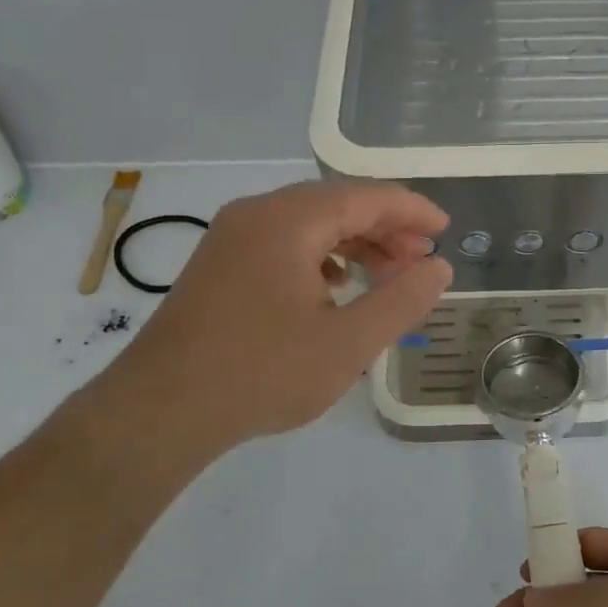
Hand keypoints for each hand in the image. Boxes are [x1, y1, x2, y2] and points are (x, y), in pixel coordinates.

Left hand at [94, 181, 450, 453]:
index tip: (445, 229)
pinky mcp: (219, 265)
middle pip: (335, 204)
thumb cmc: (263, 373)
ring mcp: (231, 238)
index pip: (364, 196)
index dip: (411, 210)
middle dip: (385, 227)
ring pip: (308, 224)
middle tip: (421, 259)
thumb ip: (401, 301)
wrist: (162, 410)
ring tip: (388, 274)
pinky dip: (320, 257)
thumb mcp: (348, 343)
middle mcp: (256, 214)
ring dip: (354, 243)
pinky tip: (336, 287)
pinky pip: (282, 243)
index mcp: (288, 221)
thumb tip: (438, 267)